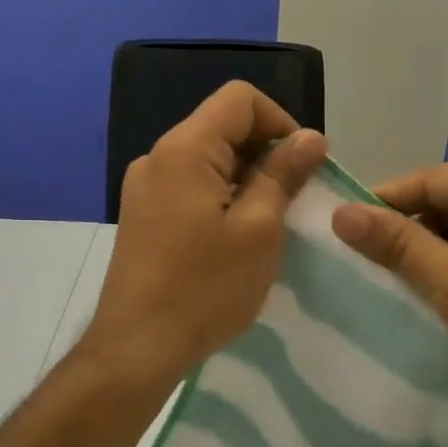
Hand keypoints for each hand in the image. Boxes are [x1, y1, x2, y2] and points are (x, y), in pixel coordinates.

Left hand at [81, 82, 327, 393]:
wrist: (138, 347)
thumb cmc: (205, 289)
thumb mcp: (259, 230)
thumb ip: (283, 175)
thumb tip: (309, 137)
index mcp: (185, 149)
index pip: (240, 99)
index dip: (281, 122)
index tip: (303, 167)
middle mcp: (157, 157)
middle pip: (221, 127)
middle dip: (265, 153)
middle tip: (292, 202)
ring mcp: (143, 188)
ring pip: (206, 160)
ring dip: (244, 179)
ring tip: (267, 225)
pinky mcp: (141, 216)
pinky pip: (188, 188)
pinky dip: (219, 198)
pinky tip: (234, 239)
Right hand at [330, 160, 447, 425]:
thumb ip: (398, 246)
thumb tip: (340, 213)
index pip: (431, 180)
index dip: (383, 205)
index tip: (341, 234)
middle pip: (445, 202)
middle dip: (409, 235)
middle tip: (367, 269)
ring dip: (430, 256)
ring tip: (396, 287)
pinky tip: (434, 296)